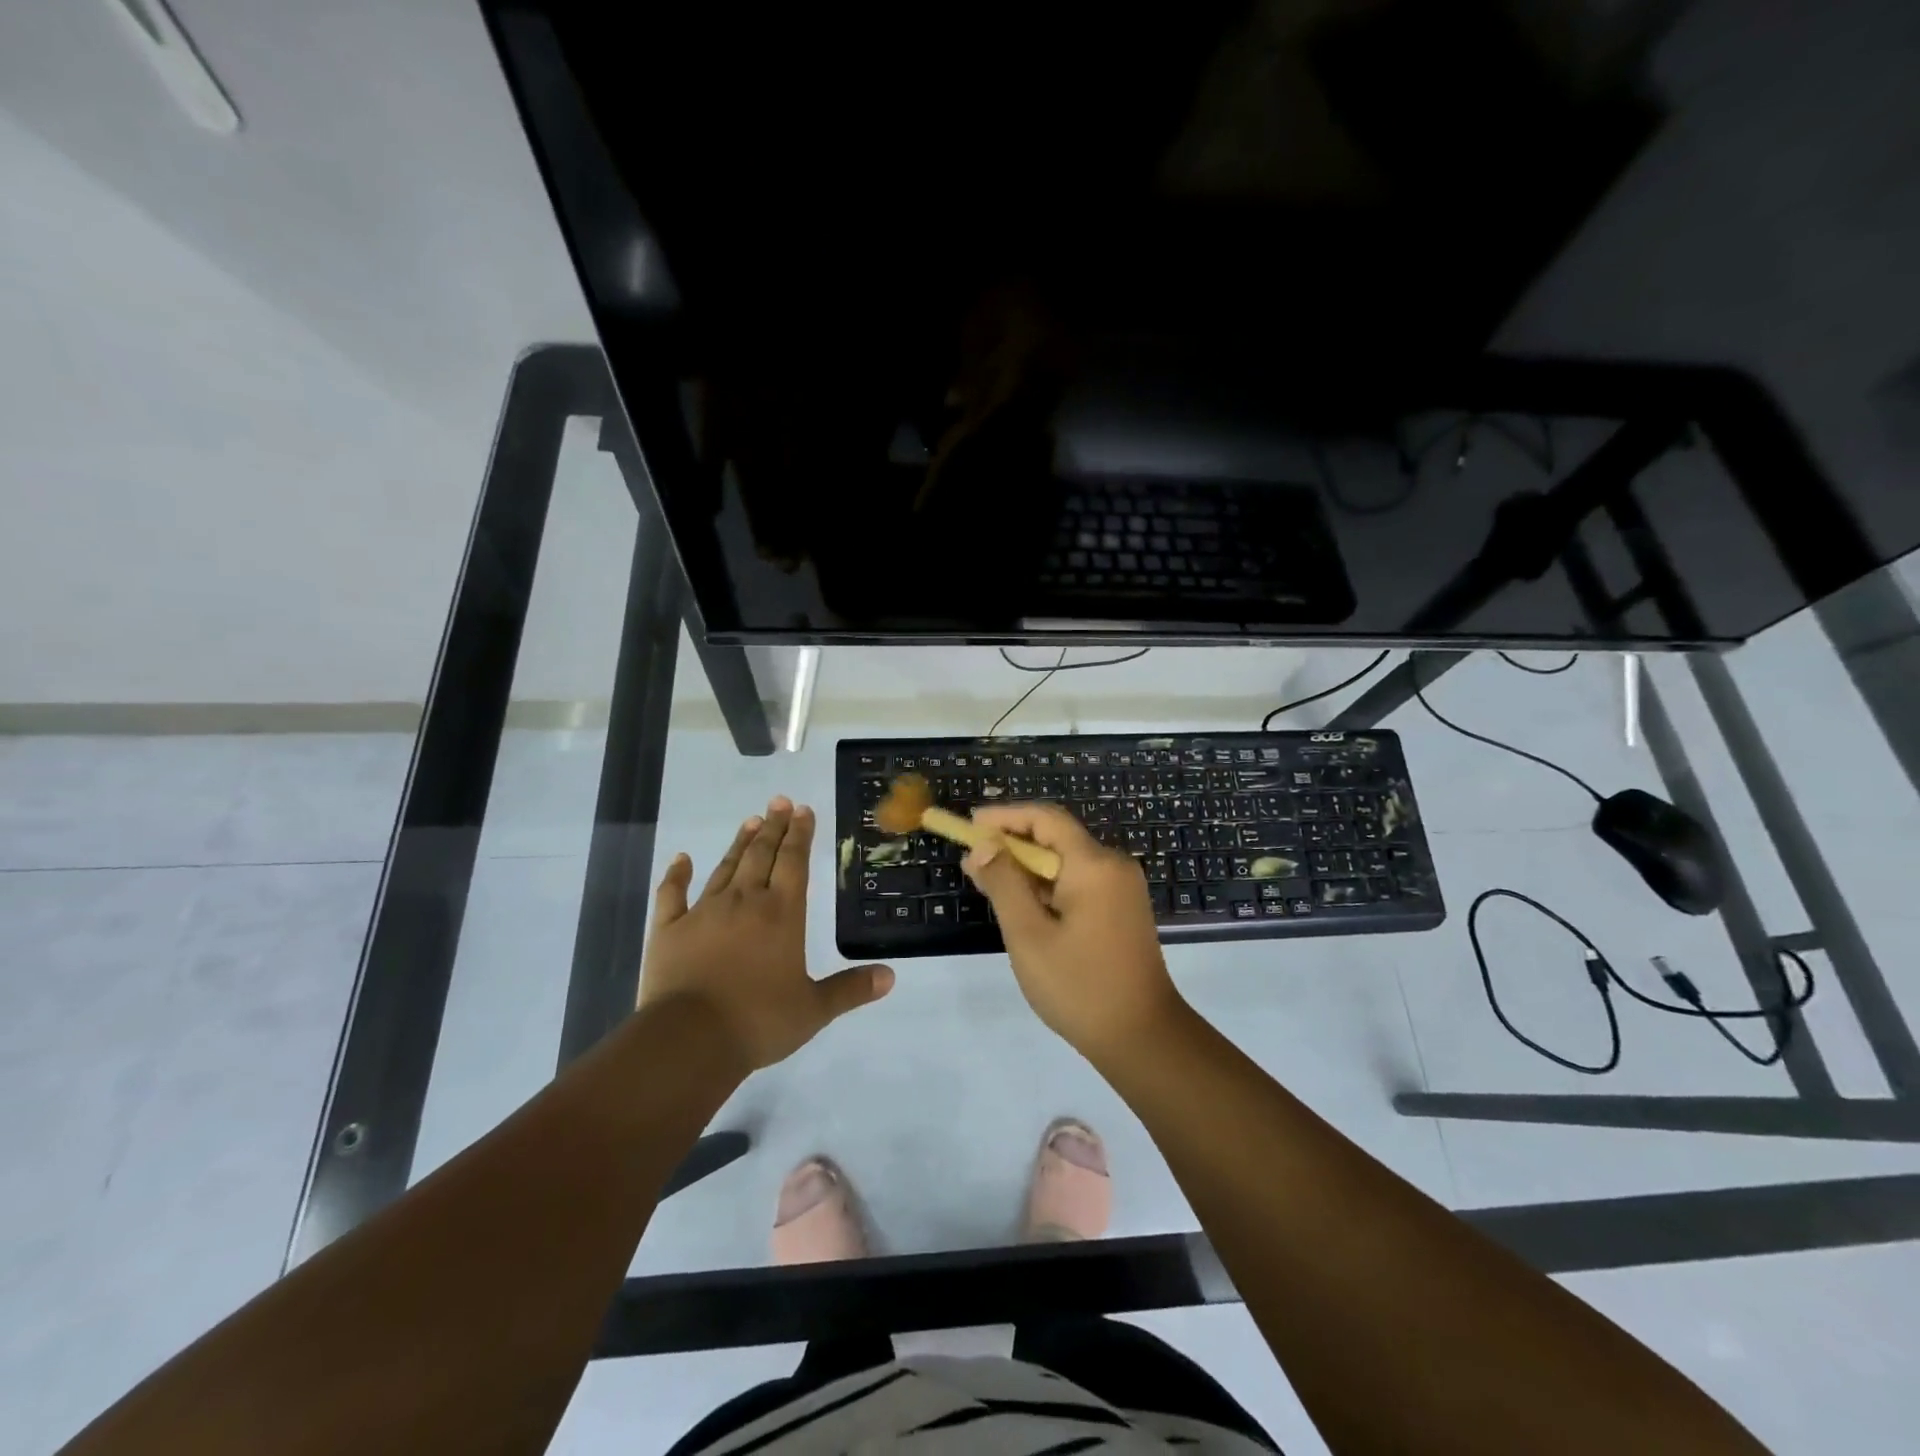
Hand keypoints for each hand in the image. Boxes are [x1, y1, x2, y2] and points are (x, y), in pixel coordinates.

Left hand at [641, 798, 893, 1070]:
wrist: (689, 1040)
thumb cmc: (759, 1021)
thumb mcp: (814, 1010)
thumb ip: (850, 989)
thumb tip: (891, 976)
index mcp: (782, 914)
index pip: (795, 862)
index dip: (800, 834)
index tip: (803, 809)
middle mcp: (744, 902)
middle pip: (761, 855)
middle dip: (773, 827)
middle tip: (779, 802)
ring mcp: (703, 912)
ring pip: (725, 868)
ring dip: (739, 843)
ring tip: (750, 821)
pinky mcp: (668, 930)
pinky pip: (672, 894)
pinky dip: (676, 874)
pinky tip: (681, 858)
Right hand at [963, 802, 1184, 1059]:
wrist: (1143, 1038)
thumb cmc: (1079, 986)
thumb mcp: (1029, 935)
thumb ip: (1004, 883)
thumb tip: (984, 845)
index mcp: (1094, 864)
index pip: (1045, 818)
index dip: (1005, 816)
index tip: (971, 824)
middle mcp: (1113, 866)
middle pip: (1056, 838)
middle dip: (1012, 844)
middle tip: (972, 861)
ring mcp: (1122, 888)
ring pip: (1066, 862)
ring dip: (1027, 868)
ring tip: (987, 882)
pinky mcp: (1122, 909)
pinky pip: (1079, 882)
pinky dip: (1047, 886)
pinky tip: (1021, 904)